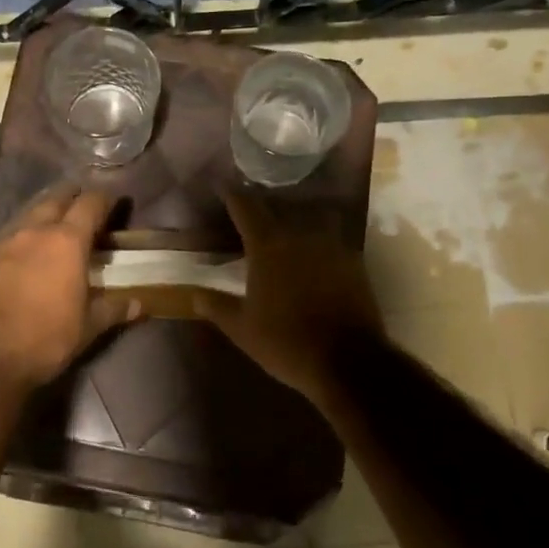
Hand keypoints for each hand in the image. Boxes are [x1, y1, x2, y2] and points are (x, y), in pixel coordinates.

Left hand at [0, 183, 138, 393]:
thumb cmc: (47, 338)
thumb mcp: (88, 327)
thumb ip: (114, 309)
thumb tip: (140, 304)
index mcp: (68, 241)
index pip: (90, 204)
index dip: (105, 199)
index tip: (114, 201)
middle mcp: (36, 230)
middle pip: (56, 197)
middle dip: (73, 195)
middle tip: (85, 204)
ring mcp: (6, 240)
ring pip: (30, 210)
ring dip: (46, 208)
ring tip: (57, 218)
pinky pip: (10, 230)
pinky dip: (25, 230)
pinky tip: (28, 245)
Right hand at [195, 189, 383, 407]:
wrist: (349, 361)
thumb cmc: (286, 342)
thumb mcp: (242, 329)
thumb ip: (217, 306)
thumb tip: (194, 295)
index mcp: (268, 245)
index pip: (246, 207)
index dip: (232, 195)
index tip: (223, 186)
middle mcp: (300, 235)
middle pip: (280, 207)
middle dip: (264, 206)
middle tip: (253, 210)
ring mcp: (332, 245)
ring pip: (312, 217)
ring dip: (298, 217)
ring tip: (288, 226)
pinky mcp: (354, 261)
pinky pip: (334, 238)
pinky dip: (321, 239)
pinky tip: (316, 252)